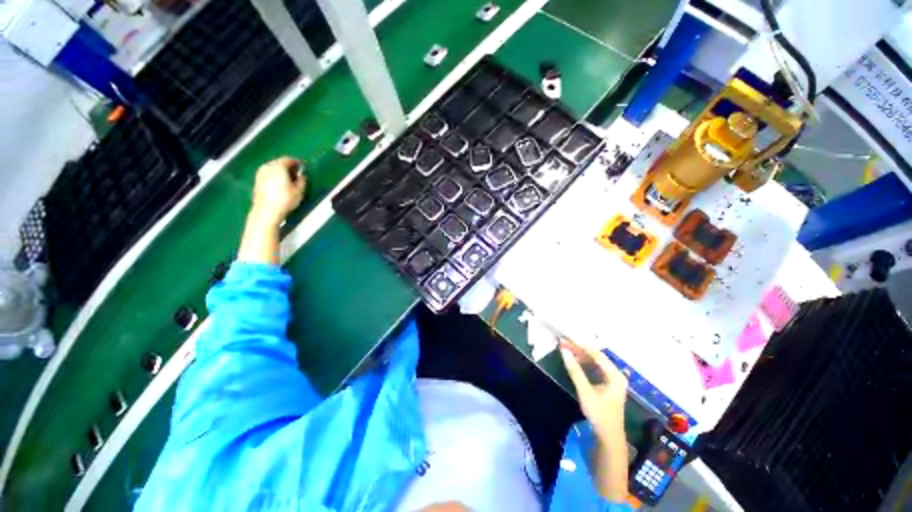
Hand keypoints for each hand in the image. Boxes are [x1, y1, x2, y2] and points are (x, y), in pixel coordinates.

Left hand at [251, 157, 306, 224]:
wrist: (267, 211)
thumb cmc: (285, 200)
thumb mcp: (300, 190)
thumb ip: (302, 180)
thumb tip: (302, 175)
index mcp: (278, 166)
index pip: (289, 159)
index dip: (297, 162)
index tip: (303, 167)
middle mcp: (267, 167)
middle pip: (279, 163)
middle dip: (289, 167)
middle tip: (298, 174)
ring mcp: (260, 173)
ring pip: (273, 168)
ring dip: (282, 172)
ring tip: (290, 181)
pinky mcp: (257, 181)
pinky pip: (269, 174)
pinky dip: (275, 177)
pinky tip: (281, 185)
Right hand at [559, 338, 628, 435]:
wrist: (609, 438)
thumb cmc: (600, 415)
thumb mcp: (585, 392)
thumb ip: (575, 371)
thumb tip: (564, 351)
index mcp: (615, 376)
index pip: (597, 354)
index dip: (581, 345)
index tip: (567, 338)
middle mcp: (616, 375)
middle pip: (596, 357)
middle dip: (579, 349)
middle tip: (563, 342)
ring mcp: (612, 380)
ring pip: (595, 362)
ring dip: (580, 355)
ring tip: (566, 349)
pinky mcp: (607, 385)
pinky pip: (594, 368)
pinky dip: (584, 364)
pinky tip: (574, 360)